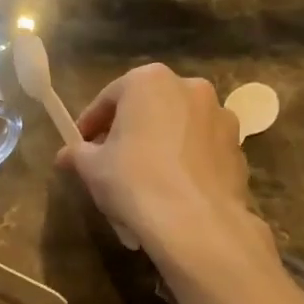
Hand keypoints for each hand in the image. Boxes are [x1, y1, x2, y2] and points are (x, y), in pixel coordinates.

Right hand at [53, 64, 255, 257]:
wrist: (196, 223)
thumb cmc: (134, 182)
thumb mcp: (92, 168)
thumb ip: (78, 154)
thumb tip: (66, 155)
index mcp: (149, 81)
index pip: (109, 98)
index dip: (90, 124)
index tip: (79, 146)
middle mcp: (189, 87)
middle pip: (147, 108)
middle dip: (127, 132)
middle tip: (110, 162)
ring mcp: (220, 116)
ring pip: (176, 128)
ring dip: (158, 146)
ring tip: (143, 181)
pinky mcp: (237, 147)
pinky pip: (199, 151)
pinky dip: (183, 163)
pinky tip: (171, 191)